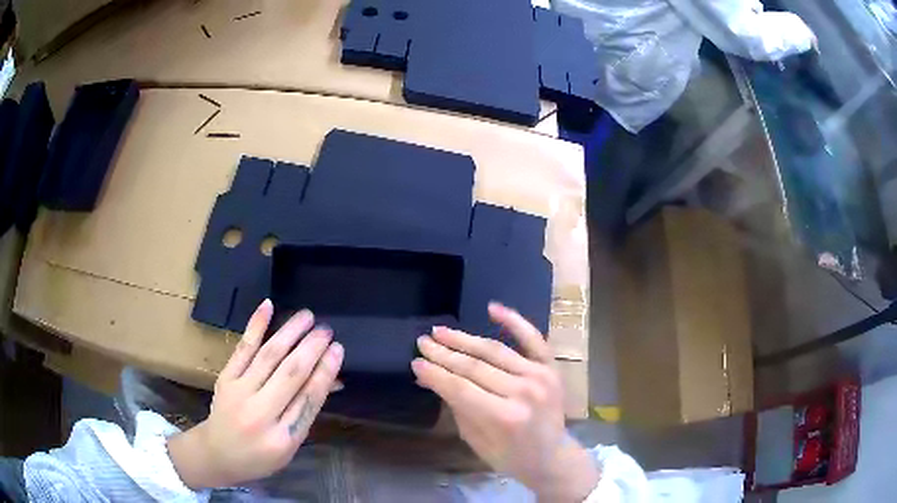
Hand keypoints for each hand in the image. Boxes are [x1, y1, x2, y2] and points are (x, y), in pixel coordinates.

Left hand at [168, 300, 343, 488]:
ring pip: (269, 356)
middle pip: (290, 374)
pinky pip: (243, 348)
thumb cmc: (259, 457)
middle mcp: (260, 413)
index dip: (325, 372)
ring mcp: (239, 392)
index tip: (338, 350)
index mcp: (282, 438)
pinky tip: (268, 306)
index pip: (309, 399)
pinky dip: (256, 325)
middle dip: (311, 348)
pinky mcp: (225, 377)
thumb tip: (330, 380)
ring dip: (290, 332)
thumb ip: (306, 413)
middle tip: (327, 330)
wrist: (216, 454)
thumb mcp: (289, 447)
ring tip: (307, 316)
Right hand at [412, 302, 598, 501]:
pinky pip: (533, 339)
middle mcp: (523, 392)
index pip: (460, 389)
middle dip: (444, 354)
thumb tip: (430, 378)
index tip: (415, 362)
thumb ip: (456, 407)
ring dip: (464, 339)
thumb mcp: (476, 441)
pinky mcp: (551, 368)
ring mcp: (540, 376)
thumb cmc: (511, 457)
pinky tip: (492, 308)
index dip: (435, 374)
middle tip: (422, 342)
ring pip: (495, 350)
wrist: (553, 457)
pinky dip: (514, 321)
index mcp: (504, 417)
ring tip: (440, 331)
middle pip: (475, 367)